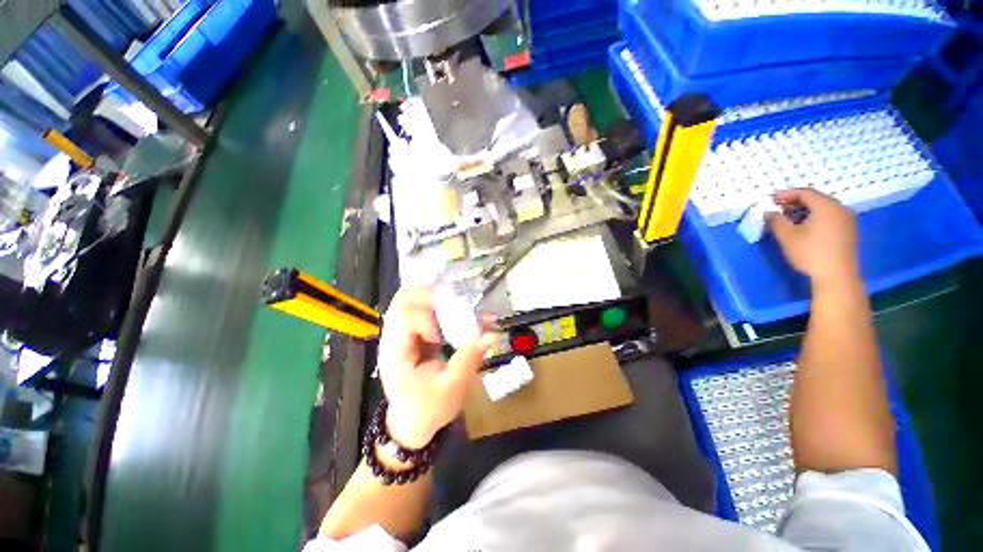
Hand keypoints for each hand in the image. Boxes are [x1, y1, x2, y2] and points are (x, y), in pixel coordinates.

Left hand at [376, 287, 495, 448]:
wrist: (413, 424)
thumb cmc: (428, 409)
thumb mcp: (451, 388)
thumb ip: (469, 359)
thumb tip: (492, 335)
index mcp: (396, 351)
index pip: (403, 314)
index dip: (425, 317)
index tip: (440, 337)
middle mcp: (394, 337)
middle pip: (404, 299)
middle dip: (430, 296)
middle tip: (453, 305)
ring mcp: (402, 334)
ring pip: (412, 301)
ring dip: (435, 300)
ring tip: (456, 309)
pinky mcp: (414, 336)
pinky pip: (422, 312)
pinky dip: (438, 308)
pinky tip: (455, 316)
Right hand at [767, 189, 859, 287]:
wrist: (837, 276)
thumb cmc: (810, 253)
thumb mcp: (787, 236)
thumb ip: (776, 220)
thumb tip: (769, 212)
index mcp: (826, 206)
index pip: (804, 192)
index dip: (786, 194)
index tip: (771, 199)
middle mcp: (840, 208)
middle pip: (816, 198)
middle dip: (795, 202)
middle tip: (779, 208)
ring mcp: (847, 220)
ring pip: (823, 208)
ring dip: (805, 210)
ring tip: (789, 219)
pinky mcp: (849, 230)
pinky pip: (830, 216)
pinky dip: (815, 217)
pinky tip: (805, 227)